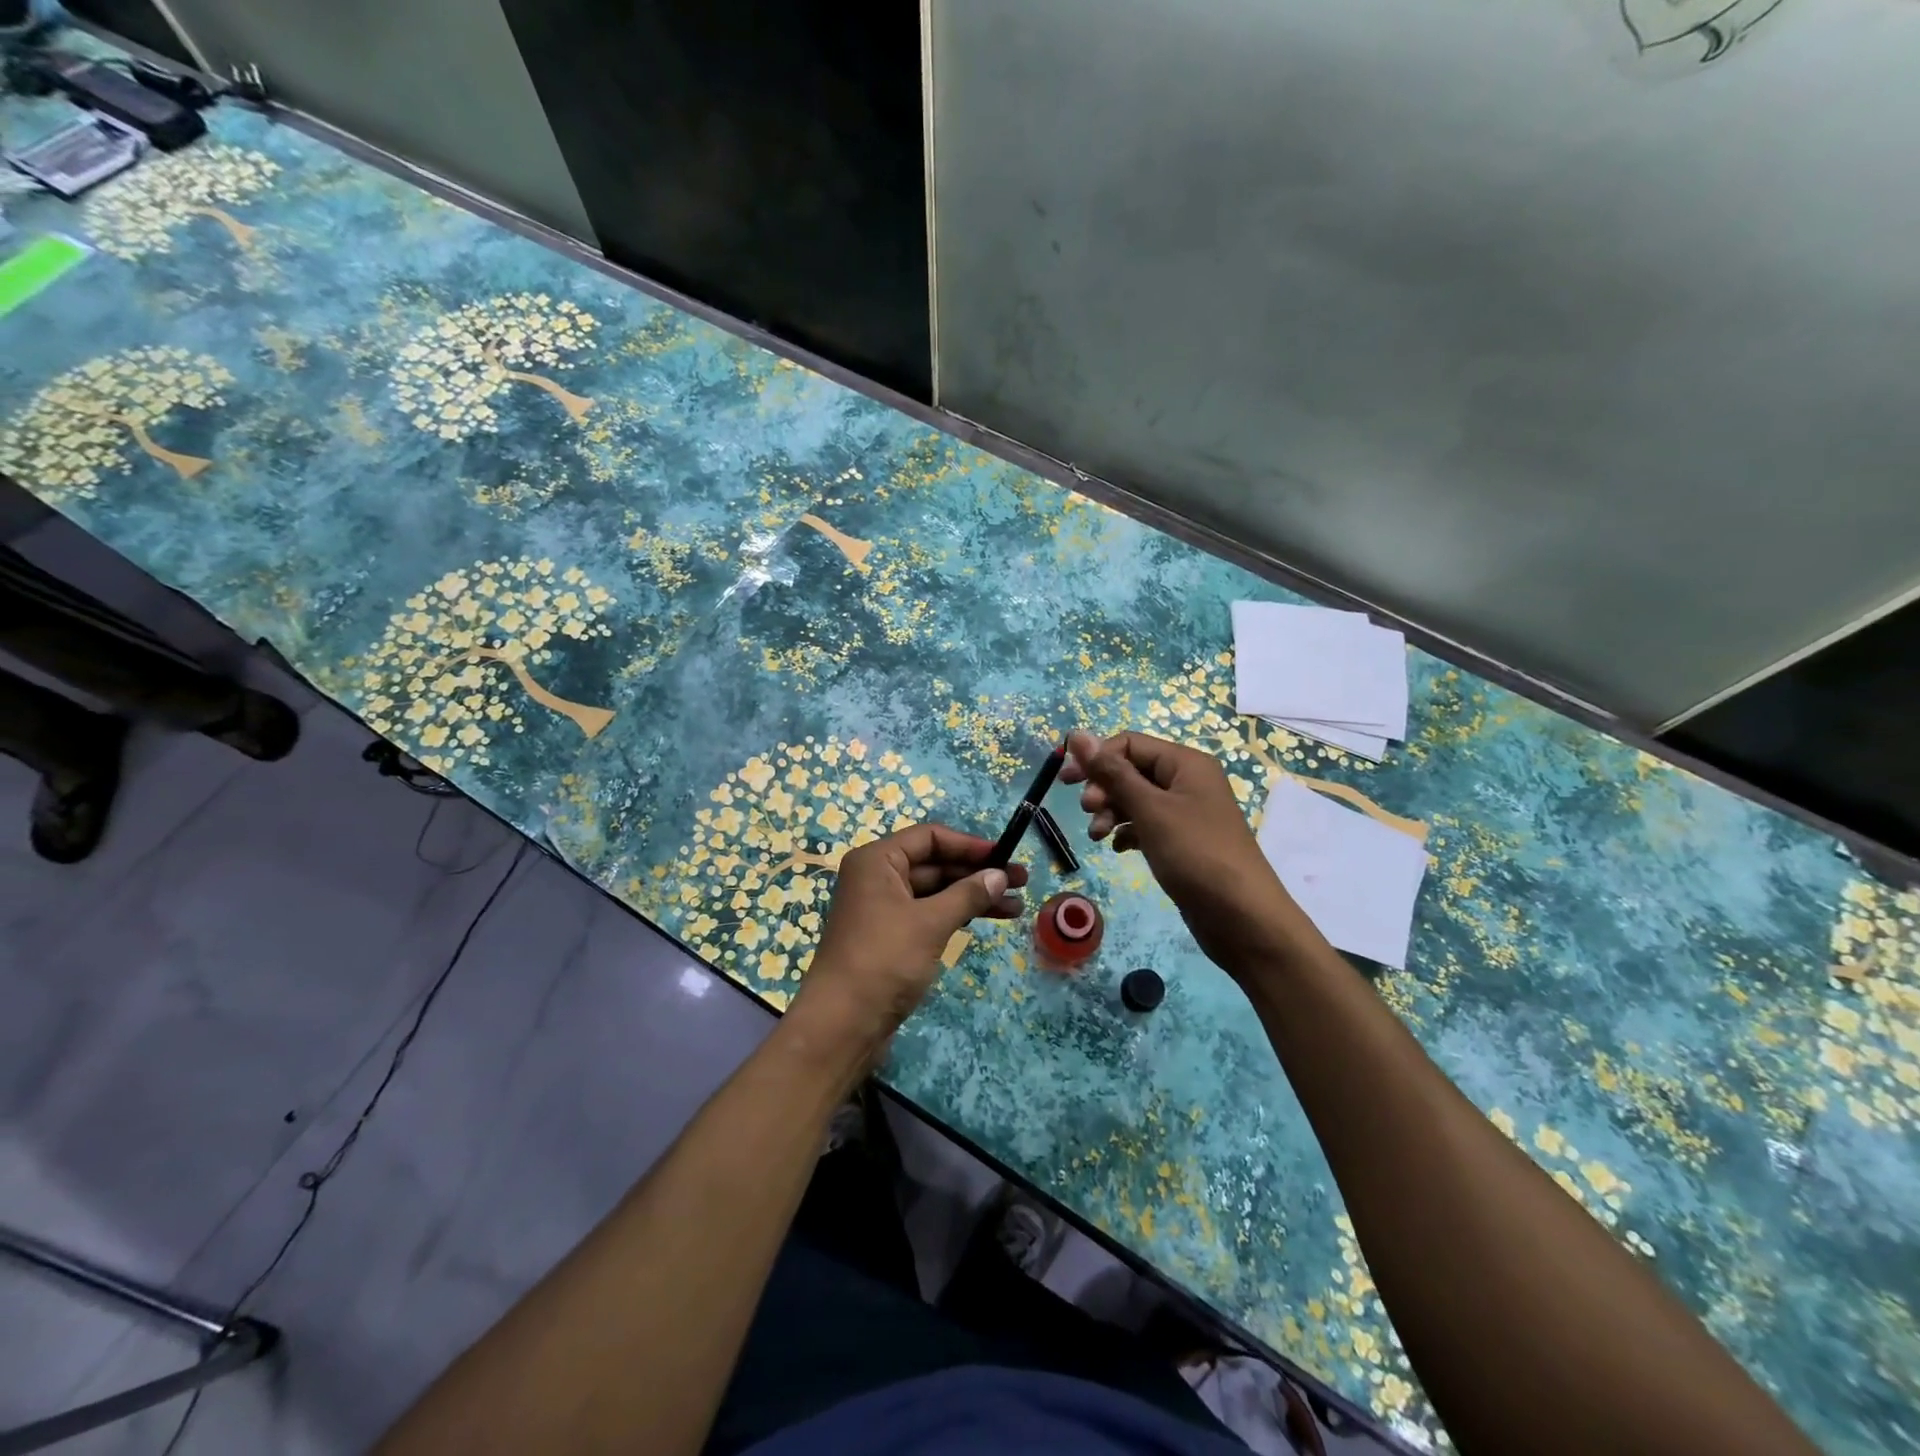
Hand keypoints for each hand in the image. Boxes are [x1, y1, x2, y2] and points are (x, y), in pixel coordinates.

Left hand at [791, 824, 1027, 1062]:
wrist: (842, 1024)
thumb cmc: (884, 960)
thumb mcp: (930, 923)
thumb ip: (967, 894)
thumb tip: (1000, 875)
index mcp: (876, 861)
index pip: (929, 837)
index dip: (970, 845)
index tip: (1005, 856)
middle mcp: (877, 877)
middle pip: (934, 863)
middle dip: (977, 873)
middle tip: (1021, 882)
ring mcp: (883, 908)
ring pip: (935, 891)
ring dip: (973, 896)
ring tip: (1016, 907)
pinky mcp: (890, 936)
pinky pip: (928, 913)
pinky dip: (956, 915)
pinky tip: (987, 919)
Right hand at [1062, 730, 1301, 974]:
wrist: (1242, 917)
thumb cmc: (1195, 854)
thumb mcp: (1149, 809)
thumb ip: (1112, 772)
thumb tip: (1076, 734)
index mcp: (1185, 763)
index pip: (1129, 743)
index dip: (1097, 758)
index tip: (1067, 783)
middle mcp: (1187, 782)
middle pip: (1131, 770)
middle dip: (1104, 788)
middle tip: (1088, 812)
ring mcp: (1186, 813)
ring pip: (1136, 799)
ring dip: (1111, 812)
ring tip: (1098, 836)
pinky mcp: (1182, 841)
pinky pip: (1146, 825)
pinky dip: (1127, 832)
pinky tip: (1118, 848)